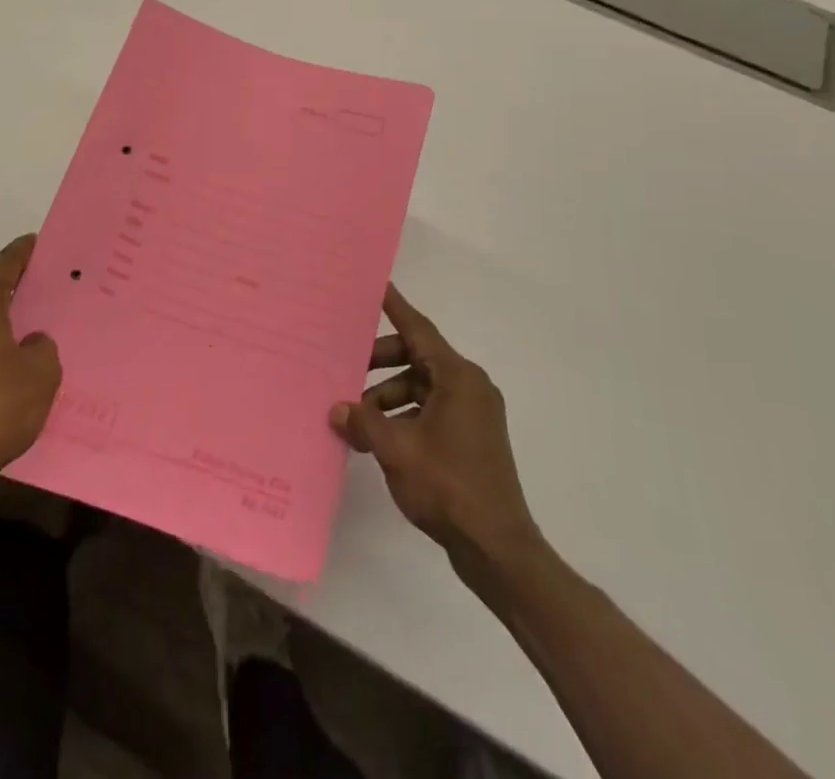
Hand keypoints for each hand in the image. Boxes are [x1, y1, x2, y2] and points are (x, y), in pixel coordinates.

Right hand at [330, 285, 539, 568]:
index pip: (419, 330)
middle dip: (380, 363)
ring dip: (389, 396)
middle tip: (346, 368)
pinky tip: (379, 438)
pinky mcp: (471, 438)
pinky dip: (405, 416)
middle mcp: (470, 386)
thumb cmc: (449, 486)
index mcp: (458, 377)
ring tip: (357, 418)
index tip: (378, 285)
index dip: (395, 307)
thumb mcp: (397, 450)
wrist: (497, 548)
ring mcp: (473, 414)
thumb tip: (337, 408)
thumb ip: (364, 422)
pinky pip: (431, 410)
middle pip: (418, 358)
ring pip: (422, 387)